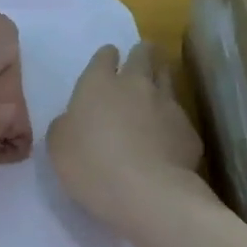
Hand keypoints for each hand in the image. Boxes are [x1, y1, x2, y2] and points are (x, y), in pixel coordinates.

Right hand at [47, 42, 207, 229]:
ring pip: (167, 77)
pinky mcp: (189, 130)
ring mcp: (167, 104)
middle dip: (142, 53)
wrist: (147, 192)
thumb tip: (74, 121)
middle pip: (143, 56)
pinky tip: (169, 136)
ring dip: (161, 77)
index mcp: (98, 84)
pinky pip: (180, 117)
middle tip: (141, 57)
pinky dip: (173, 121)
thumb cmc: (91, 165)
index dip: (106, 57)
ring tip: (158, 84)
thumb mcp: (58, 145)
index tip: (108, 61)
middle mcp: (136, 84)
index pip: (104, 56)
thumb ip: (66, 125)